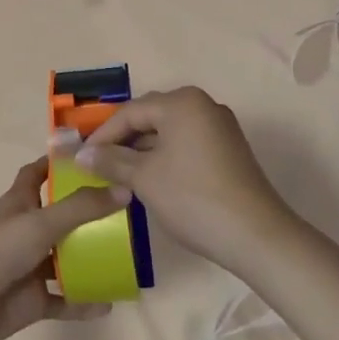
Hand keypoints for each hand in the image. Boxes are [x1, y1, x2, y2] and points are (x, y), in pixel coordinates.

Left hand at [0, 157, 128, 339]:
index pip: (38, 174)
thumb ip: (81, 208)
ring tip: (127, 258)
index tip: (90, 158)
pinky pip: (64, 300)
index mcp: (20, 202)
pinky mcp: (32, 301)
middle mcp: (26, 231)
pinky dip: (84, 301)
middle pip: (60, 217)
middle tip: (126, 213)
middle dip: (88, 215)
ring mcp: (29, 267)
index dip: (58, 164)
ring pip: (66, 260)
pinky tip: (109, 303)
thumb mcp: (39, 222)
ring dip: (91, 260)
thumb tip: (124, 189)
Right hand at [74, 87, 292, 273]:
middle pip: (150, 117)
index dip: (102, 135)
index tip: (81, 159)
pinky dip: (165, 157)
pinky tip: (151, 181)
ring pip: (168, 132)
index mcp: (181, 102)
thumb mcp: (144, 178)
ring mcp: (219, 127)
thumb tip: (81, 155)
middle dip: (122, 141)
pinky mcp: (229, 150)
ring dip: (143, 151)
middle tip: (97, 166)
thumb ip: (110, 161)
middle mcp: (202, 105)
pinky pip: (186, 144)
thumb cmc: (193, 198)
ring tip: (119, 177)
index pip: (130, 112)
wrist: (257, 237)